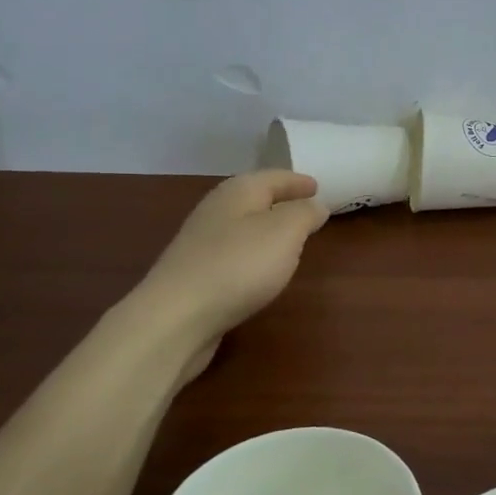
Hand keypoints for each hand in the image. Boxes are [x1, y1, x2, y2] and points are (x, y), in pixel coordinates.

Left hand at [132, 171, 328, 362]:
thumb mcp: (286, 231)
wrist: (176, 317)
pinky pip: (234, 253)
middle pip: (255, 199)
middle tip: (307, 209)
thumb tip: (316, 205)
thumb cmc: (239, 264)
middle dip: (281, 201)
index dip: (297, 182)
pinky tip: (261, 269)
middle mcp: (217, 210)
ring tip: (290, 239)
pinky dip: (253, 253)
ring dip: (267, 228)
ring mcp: (202, 243)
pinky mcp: (196, 274)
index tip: (318, 187)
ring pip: (243, 226)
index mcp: (238, 192)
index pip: (274, 177)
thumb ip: (305, 214)